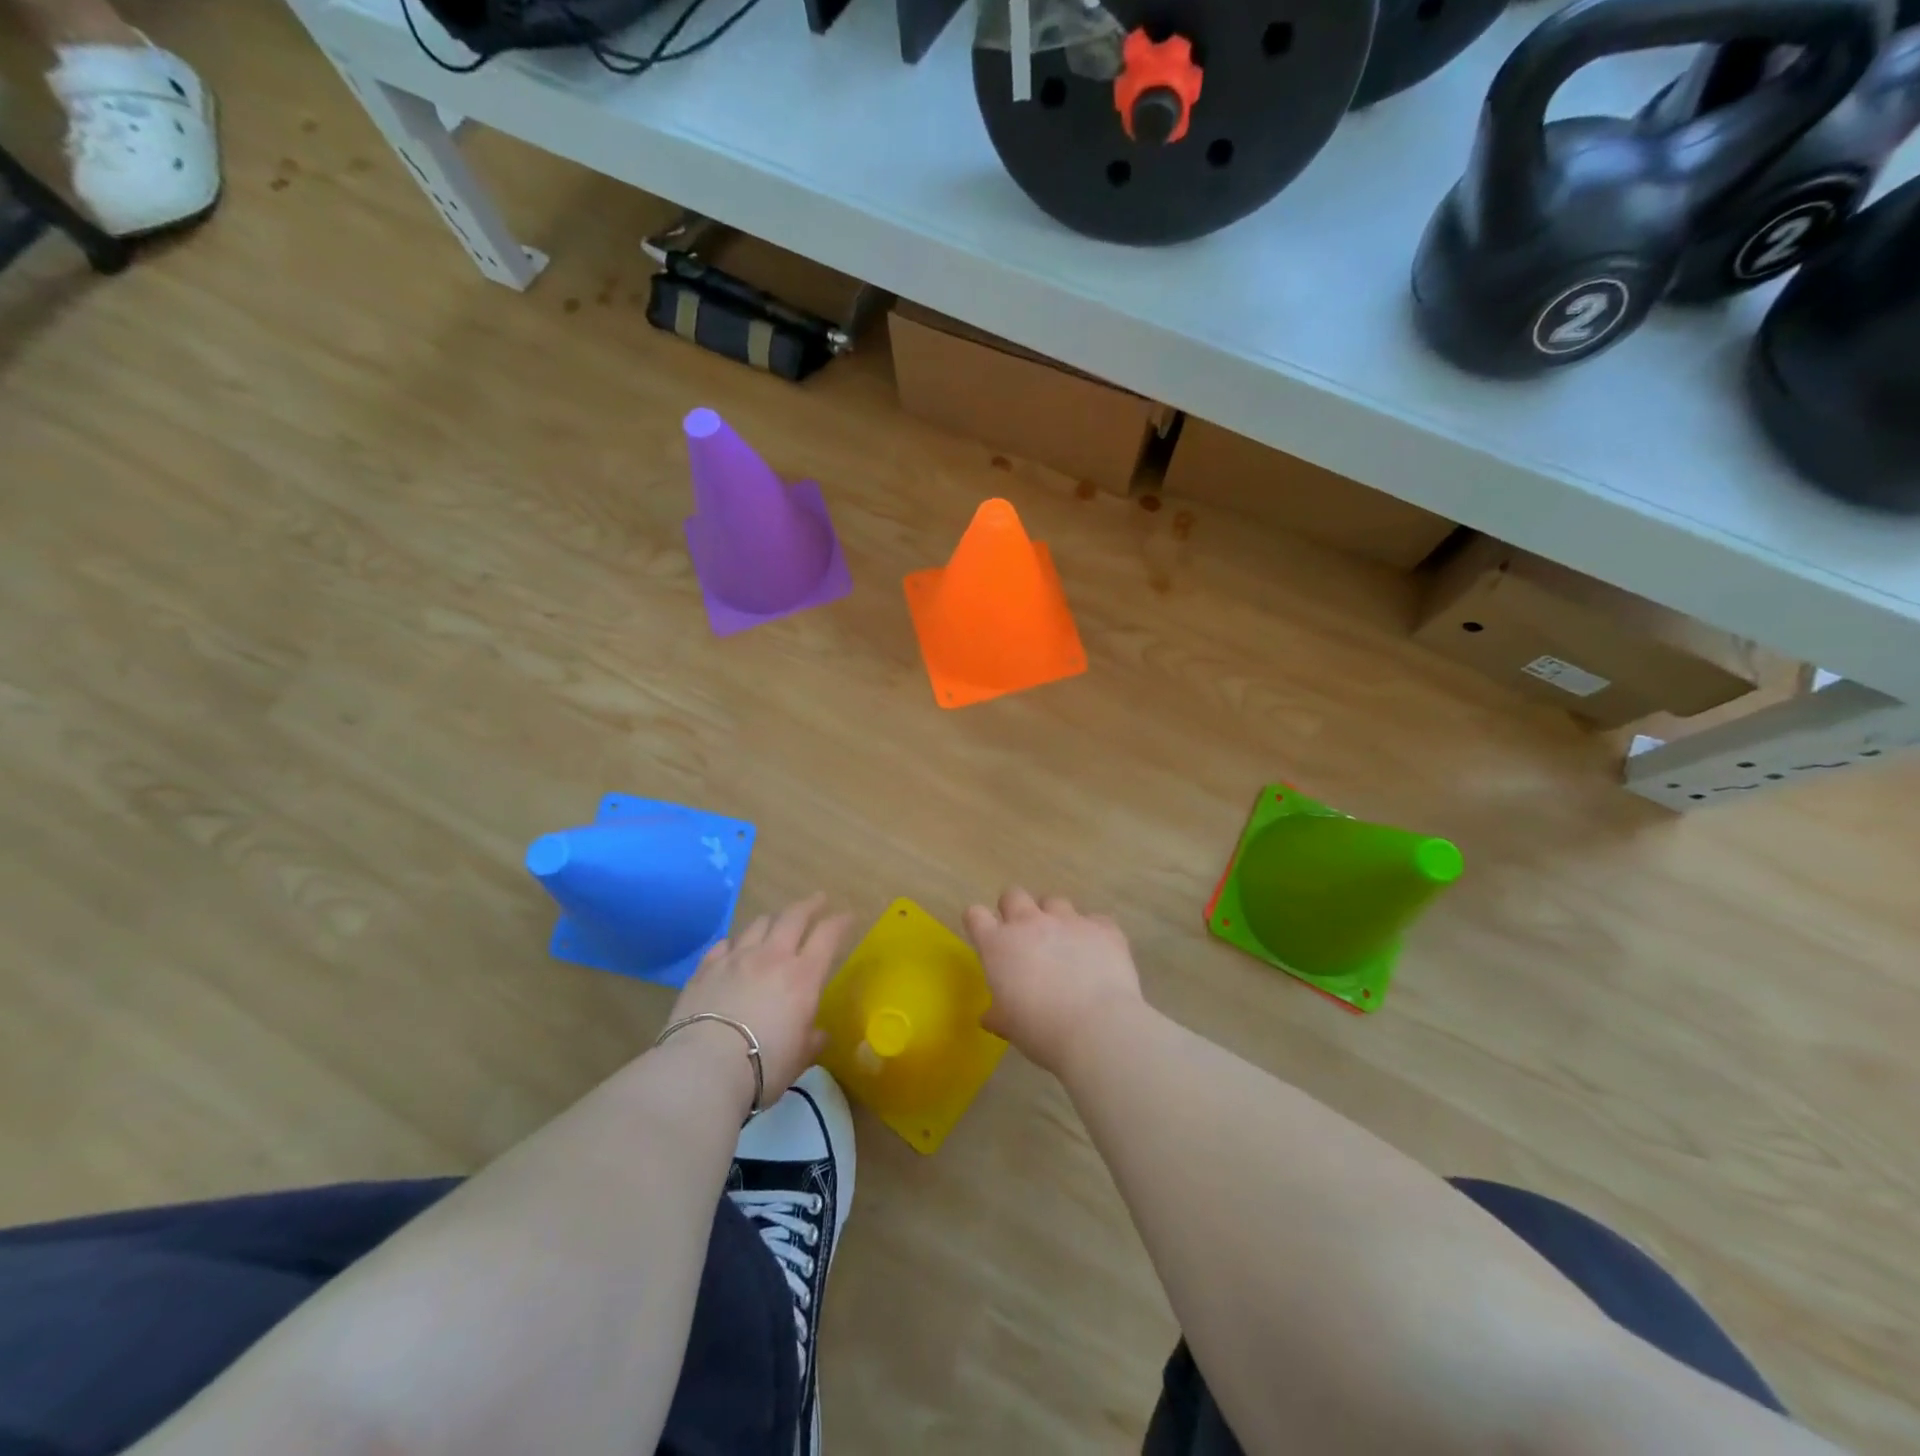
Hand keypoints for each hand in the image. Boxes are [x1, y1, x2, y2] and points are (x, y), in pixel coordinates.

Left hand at [668, 893, 850, 1101]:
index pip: (827, 935)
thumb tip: (818, 1034)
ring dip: (773, 920)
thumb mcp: (799, 1058)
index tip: (847, 917)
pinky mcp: (706, 968)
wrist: (703, 1068)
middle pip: (794, 916)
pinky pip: (725, 943)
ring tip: (776, 923)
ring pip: (759, 924)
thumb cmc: (763, 1065)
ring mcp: (736, 958)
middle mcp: (772, 957)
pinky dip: (736, 942)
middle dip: (809, 905)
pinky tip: (735, 947)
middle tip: (818, 900)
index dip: (840, 922)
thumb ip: (811, 1040)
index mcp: (803, 976)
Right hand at [963, 888, 1143, 1075]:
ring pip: (1054, 902)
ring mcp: (1068, 920)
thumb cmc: (1041, 1031)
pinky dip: (1093, 933)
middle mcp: (1030, 923)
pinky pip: (1095, 920)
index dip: (978, 922)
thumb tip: (990, 1015)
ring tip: (1064, 945)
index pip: (975, 915)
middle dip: (1014, 909)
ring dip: (1054, 919)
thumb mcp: (1009, 1027)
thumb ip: (997, 1014)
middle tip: (1023, 935)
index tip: (984, 934)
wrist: (1097, 1028)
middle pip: (1013, 895)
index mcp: (998, 945)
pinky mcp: (1103, 927)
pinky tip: (1098, 955)